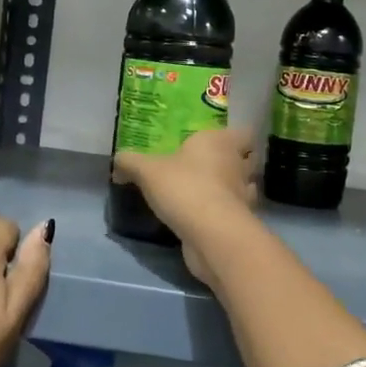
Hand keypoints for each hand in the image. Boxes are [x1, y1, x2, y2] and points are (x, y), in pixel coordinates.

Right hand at [114, 127, 257, 281]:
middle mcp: (237, 164)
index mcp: (221, 142)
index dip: (236, 136)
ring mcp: (243, 195)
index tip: (217, 142)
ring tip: (207, 191)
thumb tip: (118, 161)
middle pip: (248, 159)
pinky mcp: (241, 222)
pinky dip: (224, 212)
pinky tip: (206, 215)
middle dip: (234, 162)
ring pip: (244, 186)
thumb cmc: (184, 187)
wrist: (211, 234)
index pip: (245, 132)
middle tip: (208, 166)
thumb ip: (130, 162)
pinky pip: (235, 211)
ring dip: (231, 188)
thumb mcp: (147, 170)